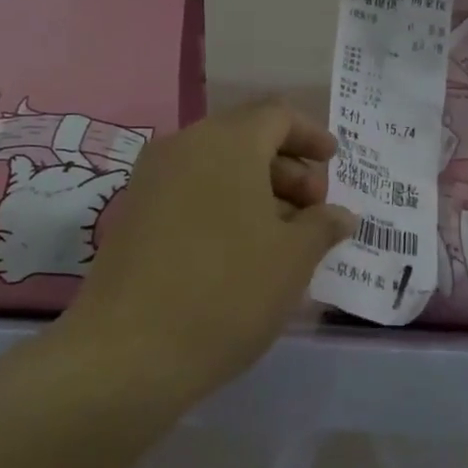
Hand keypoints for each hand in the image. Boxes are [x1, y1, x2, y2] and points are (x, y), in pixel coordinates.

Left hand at [64, 99, 356, 398]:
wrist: (128, 351)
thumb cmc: (227, 291)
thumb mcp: (292, 259)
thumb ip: (322, 226)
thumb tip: (339, 214)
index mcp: (227, 142)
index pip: (277, 116)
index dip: (311, 135)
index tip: (335, 162)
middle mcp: (183, 147)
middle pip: (246, 139)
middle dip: (288, 169)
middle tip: (314, 211)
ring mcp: (151, 181)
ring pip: (217, 169)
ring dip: (258, 191)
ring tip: (286, 237)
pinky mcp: (133, 216)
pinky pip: (191, 193)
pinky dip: (225, 207)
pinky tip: (244, 251)